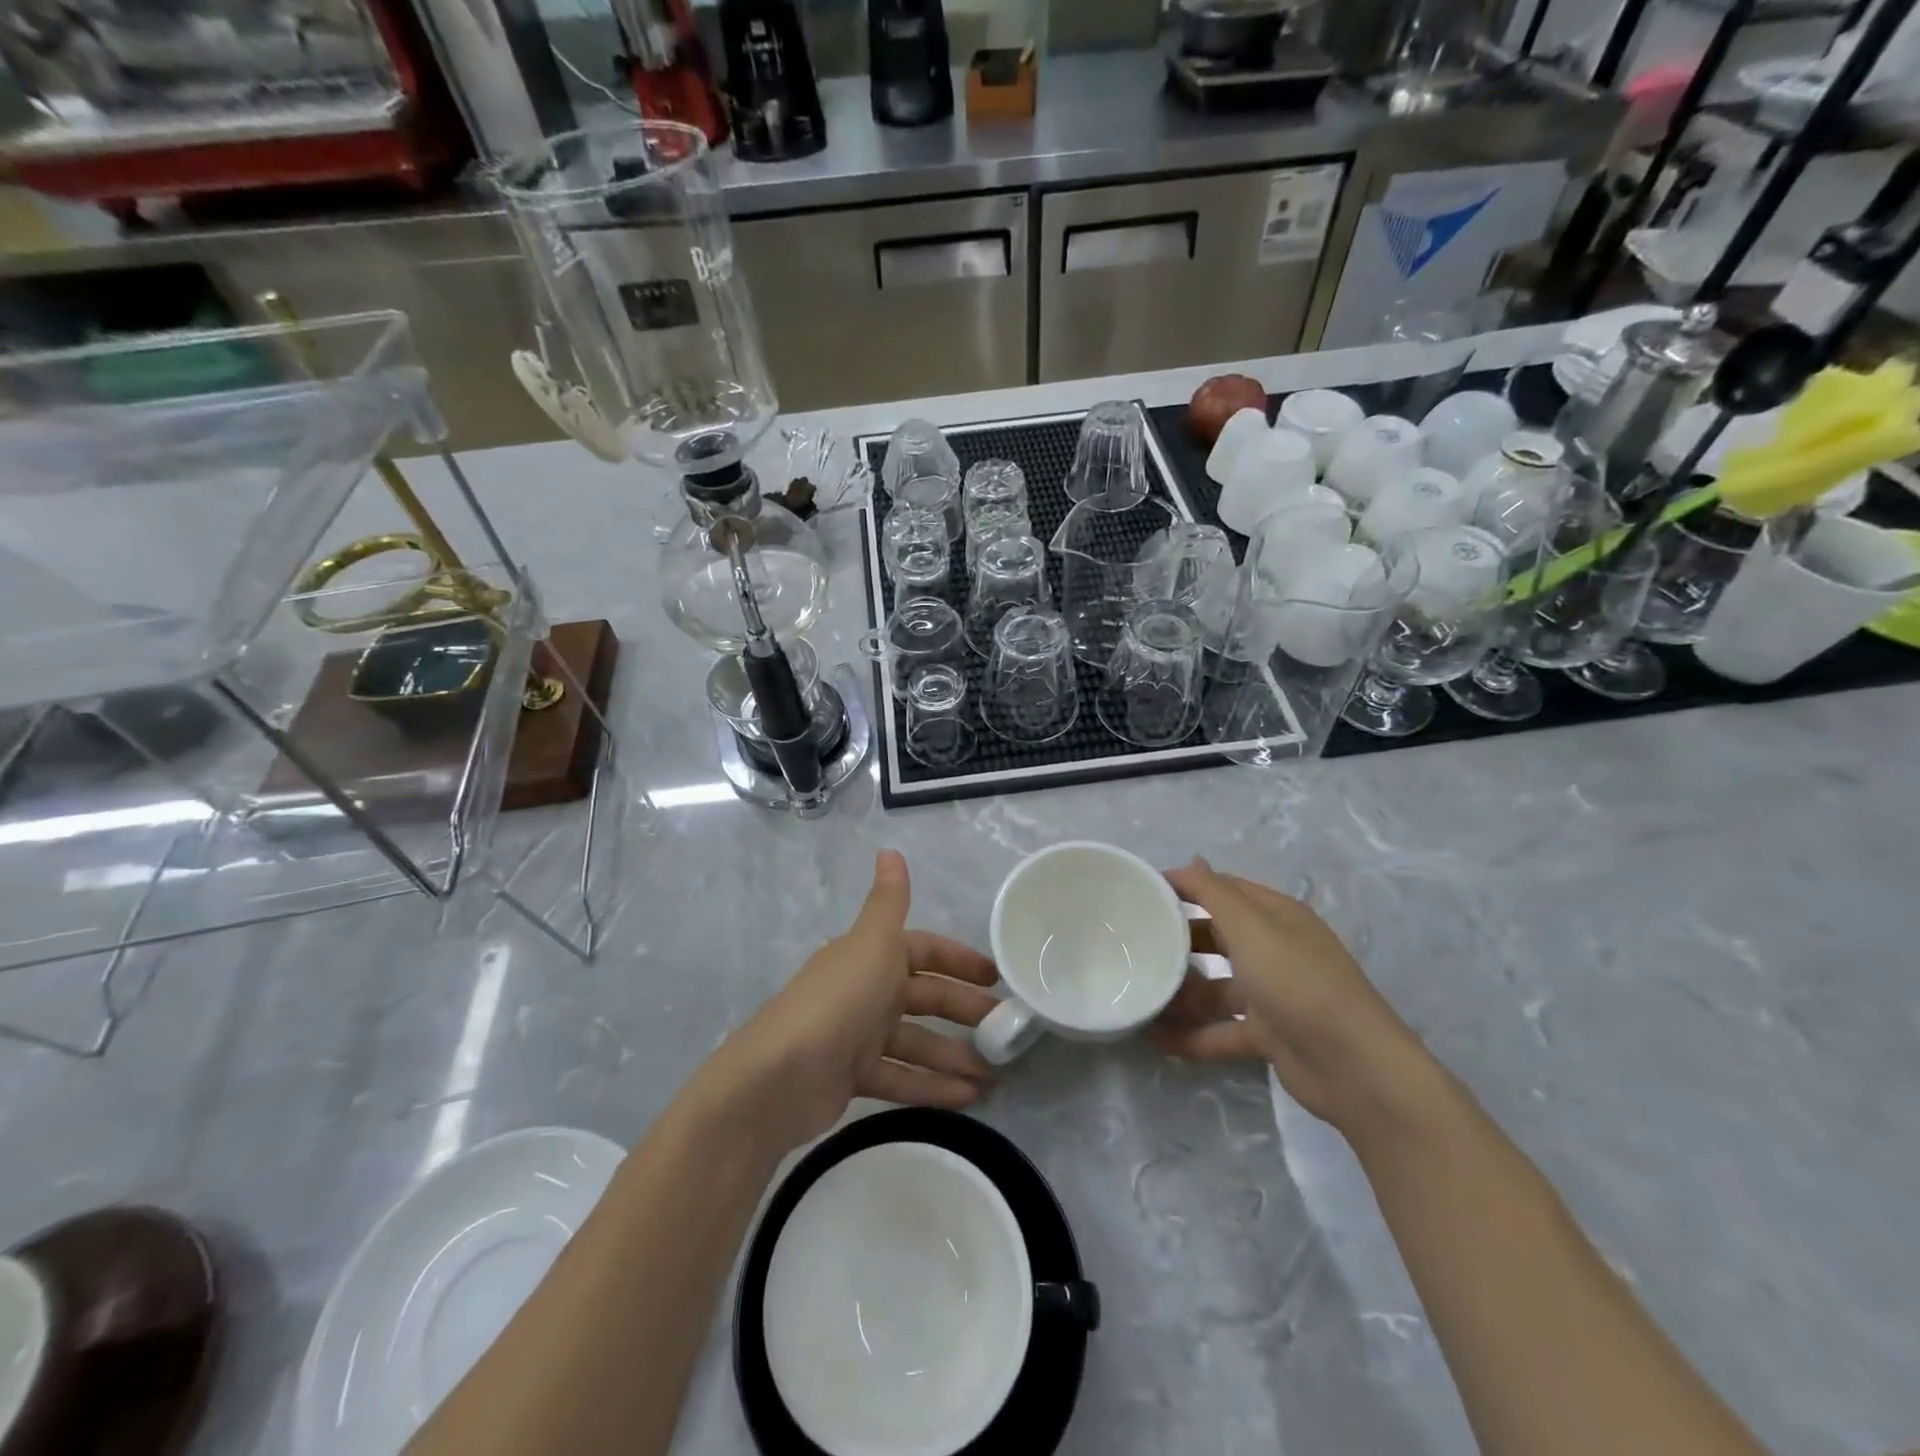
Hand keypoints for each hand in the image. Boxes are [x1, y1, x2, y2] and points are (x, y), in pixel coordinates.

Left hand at [714, 851, 999, 1151]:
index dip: (960, 961)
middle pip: (926, 998)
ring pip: (917, 1042)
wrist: (779, 1077)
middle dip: (965, 1013)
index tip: (997, 979)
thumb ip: (889, 902)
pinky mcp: (853, 1077)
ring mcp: (858, 1035)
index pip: (925, 952)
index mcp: (872, 956)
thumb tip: (890, 849)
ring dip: (954, 1056)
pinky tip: (969, 1099)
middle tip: (1007, 1033)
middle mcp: (866, 990)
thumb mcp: (872, 944)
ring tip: (995, 1076)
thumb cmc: (838, 1001)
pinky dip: (933, 1086)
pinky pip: (902, 1077)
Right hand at [1153, 858, 1435, 1131]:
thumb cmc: (1296, 980)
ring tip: (1140, 995)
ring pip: (1216, 987)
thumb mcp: (1251, 926)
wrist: (1352, 1065)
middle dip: (1179, 940)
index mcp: (1276, 916)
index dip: (1186, 886)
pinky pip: (1221, 1030)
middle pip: (1218, 937)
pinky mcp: (1269, 1035)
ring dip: (1182, 992)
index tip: (1142, 892)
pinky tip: (1157, 1039)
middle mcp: (1275, 949)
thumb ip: (1213, 892)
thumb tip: (1190, 860)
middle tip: (1136, 943)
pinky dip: (1193, 1035)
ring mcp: (1272, 994)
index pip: (1224, 890)